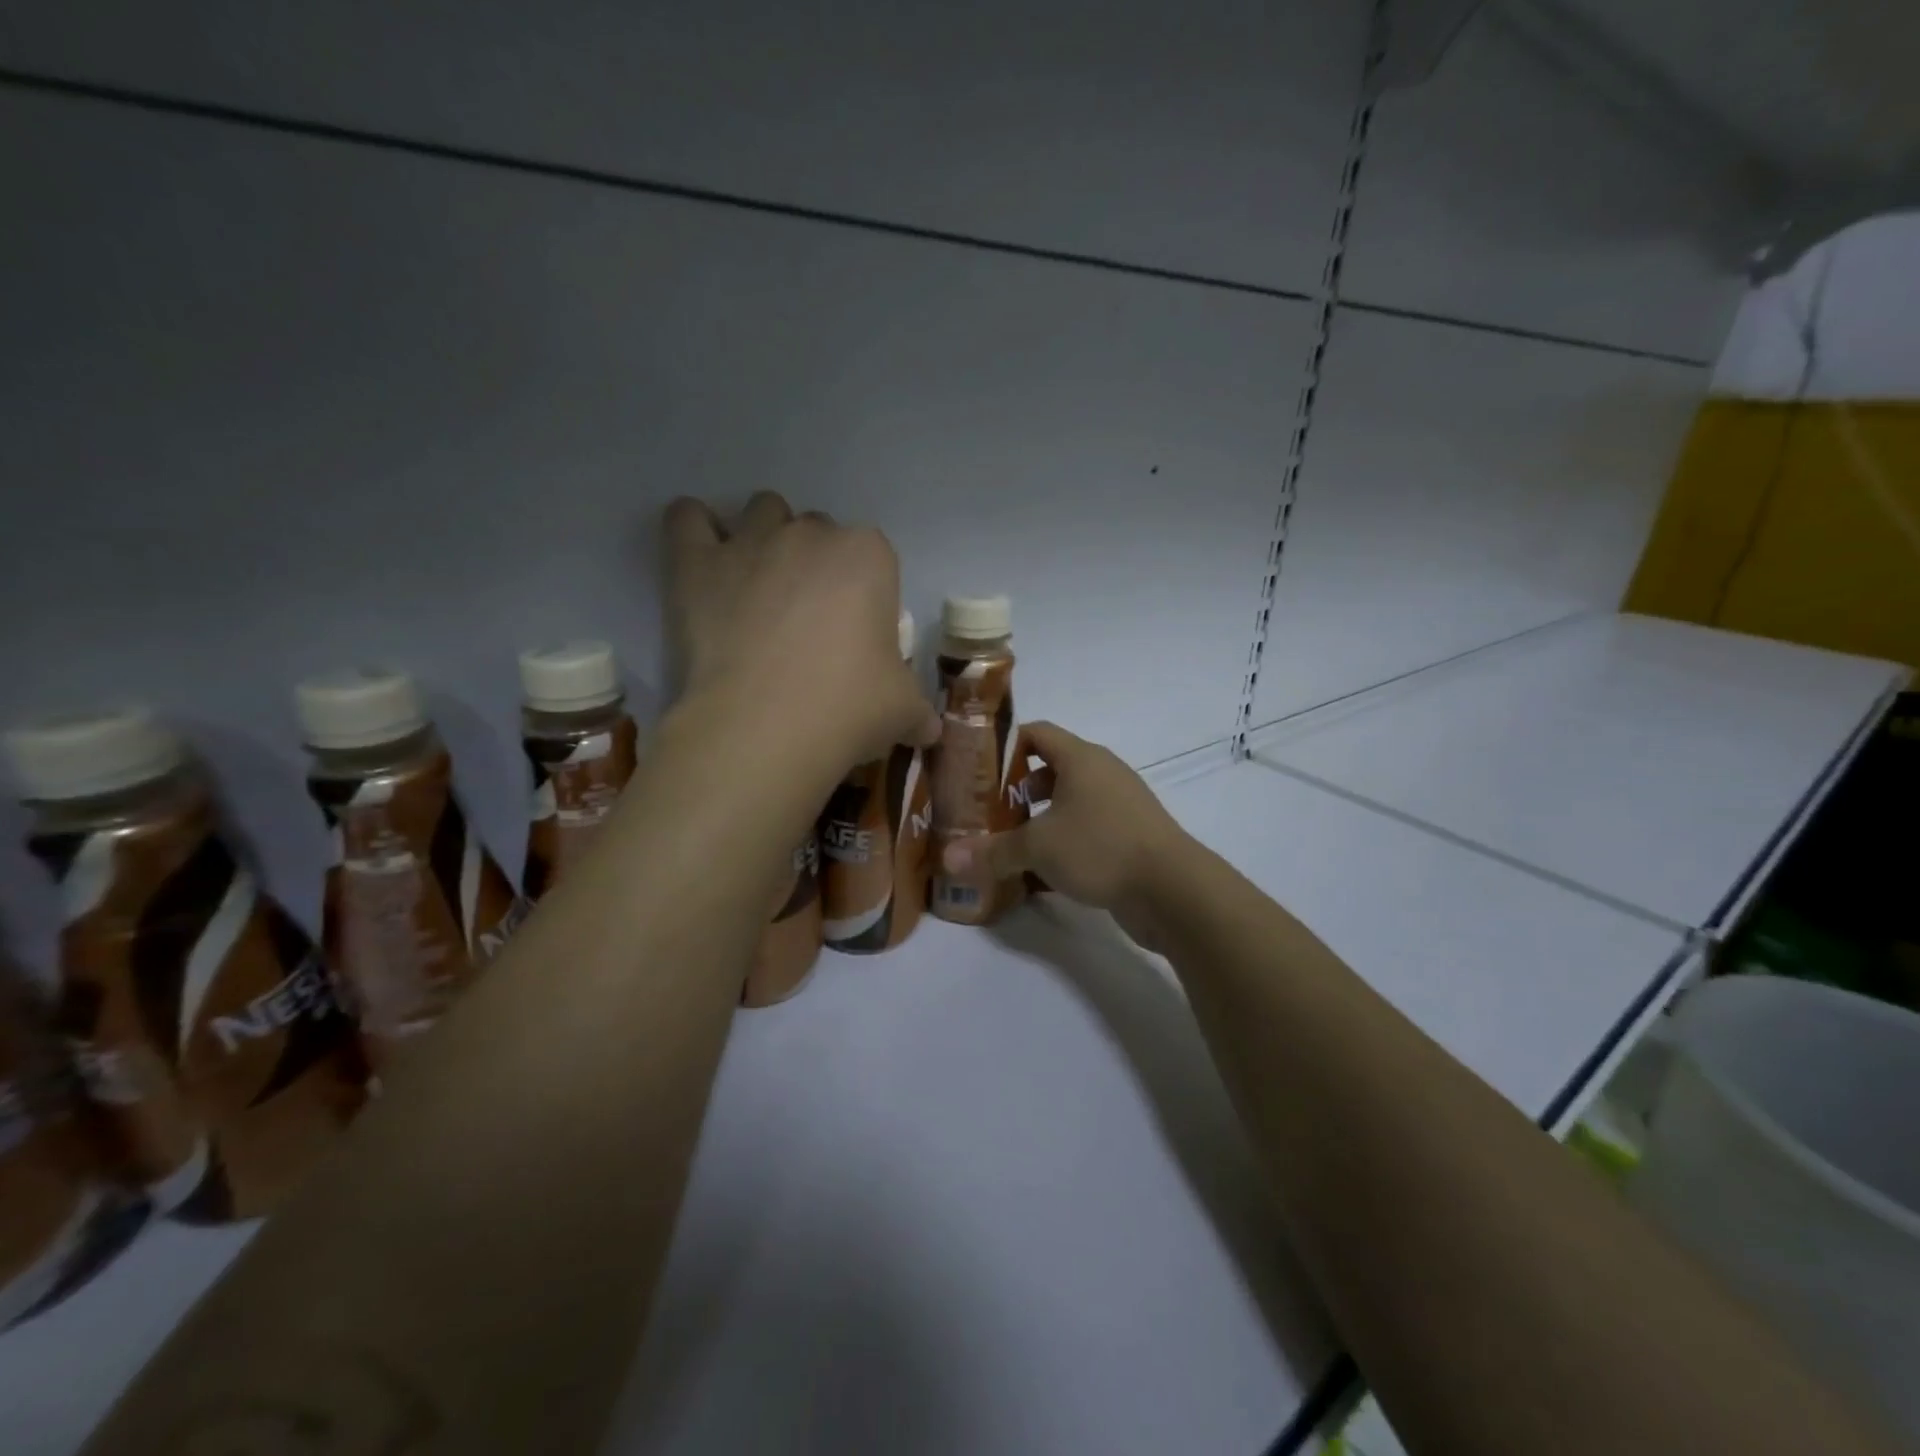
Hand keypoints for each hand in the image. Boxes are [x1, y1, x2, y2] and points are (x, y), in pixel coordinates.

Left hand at [664, 492, 939, 780]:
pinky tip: (705, 561)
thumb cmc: (848, 709)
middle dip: (816, 565)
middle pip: (818, 532)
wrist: (765, 728)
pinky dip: (695, 530)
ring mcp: (751, 542)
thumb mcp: (903, 711)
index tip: (856, 633)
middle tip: (807, 620)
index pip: (874, 557)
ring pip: (763, 512)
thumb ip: (917, 710)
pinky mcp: (696, 563)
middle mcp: (811, 534)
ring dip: (765, 539)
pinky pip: (687, 518)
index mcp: (869, 556)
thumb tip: (928, 729)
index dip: (865, 593)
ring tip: (760, 589)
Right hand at [940, 722, 1190, 947]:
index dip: (1006, 744)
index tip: (977, 767)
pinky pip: (1087, 827)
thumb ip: (992, 851)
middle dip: (1017, 787)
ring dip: (1040, 816)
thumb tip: (948, 859)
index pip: (1037, 733)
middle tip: (986, 810)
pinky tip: (1042, 868)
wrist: (1172, 889)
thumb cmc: (1100, 847)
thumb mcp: (1038, 847)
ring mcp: (1120, 804)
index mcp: (1081, 758)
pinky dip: (1063, 838)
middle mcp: (1102, 772)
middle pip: (1051, 767)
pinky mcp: (1130, 834)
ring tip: (1009, 840)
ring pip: (1070, 800)